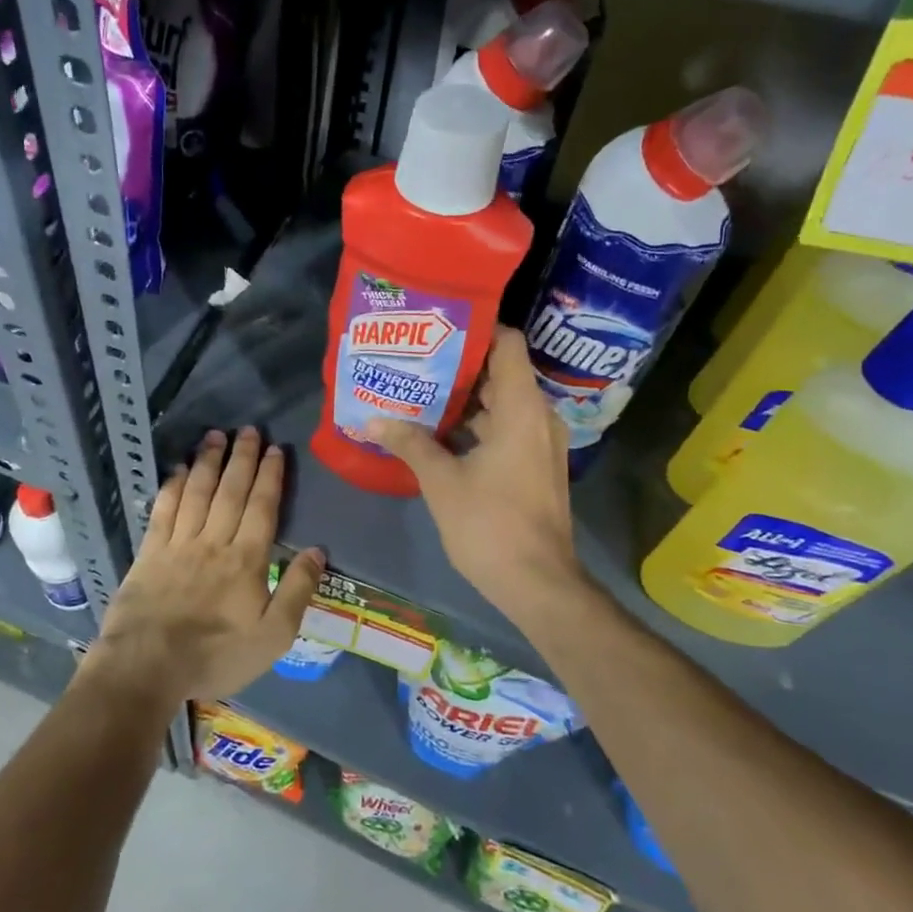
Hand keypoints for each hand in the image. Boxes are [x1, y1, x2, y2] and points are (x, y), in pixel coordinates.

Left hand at [90, 427, 324, 704]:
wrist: (147, 666)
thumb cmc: (216, 655)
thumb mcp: (273, 636)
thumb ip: (297, 591)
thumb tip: (317, 550)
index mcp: (246, 560)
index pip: (262, 507)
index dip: (270, 476)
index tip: (276, 449)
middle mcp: (213, 541)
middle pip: (230, 490)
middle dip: (241, 457)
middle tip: (248, 430)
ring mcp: (178, 544)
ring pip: (197, 492)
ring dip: (208, 461)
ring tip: (215, 435)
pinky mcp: (149, 552)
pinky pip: (164, 510)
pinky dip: (172, 486)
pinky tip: (178, 468)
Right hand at [369, 327, 584, 616]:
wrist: (538, 583)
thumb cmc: (489, 525)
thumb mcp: (442, 481)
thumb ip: (409, 443)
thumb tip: (371, 420)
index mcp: (521, 409)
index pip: (508, 344)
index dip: (476, 329)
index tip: (437, 328)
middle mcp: (538, 417)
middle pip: (501, 372)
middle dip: (458, 366)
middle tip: (416, 360)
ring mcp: (541, 443)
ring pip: (502, 403)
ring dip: (465, 399)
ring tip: (420, 392)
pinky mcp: (536, 466)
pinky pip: (507, 428)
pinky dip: (477, 424)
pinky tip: (439, 433)